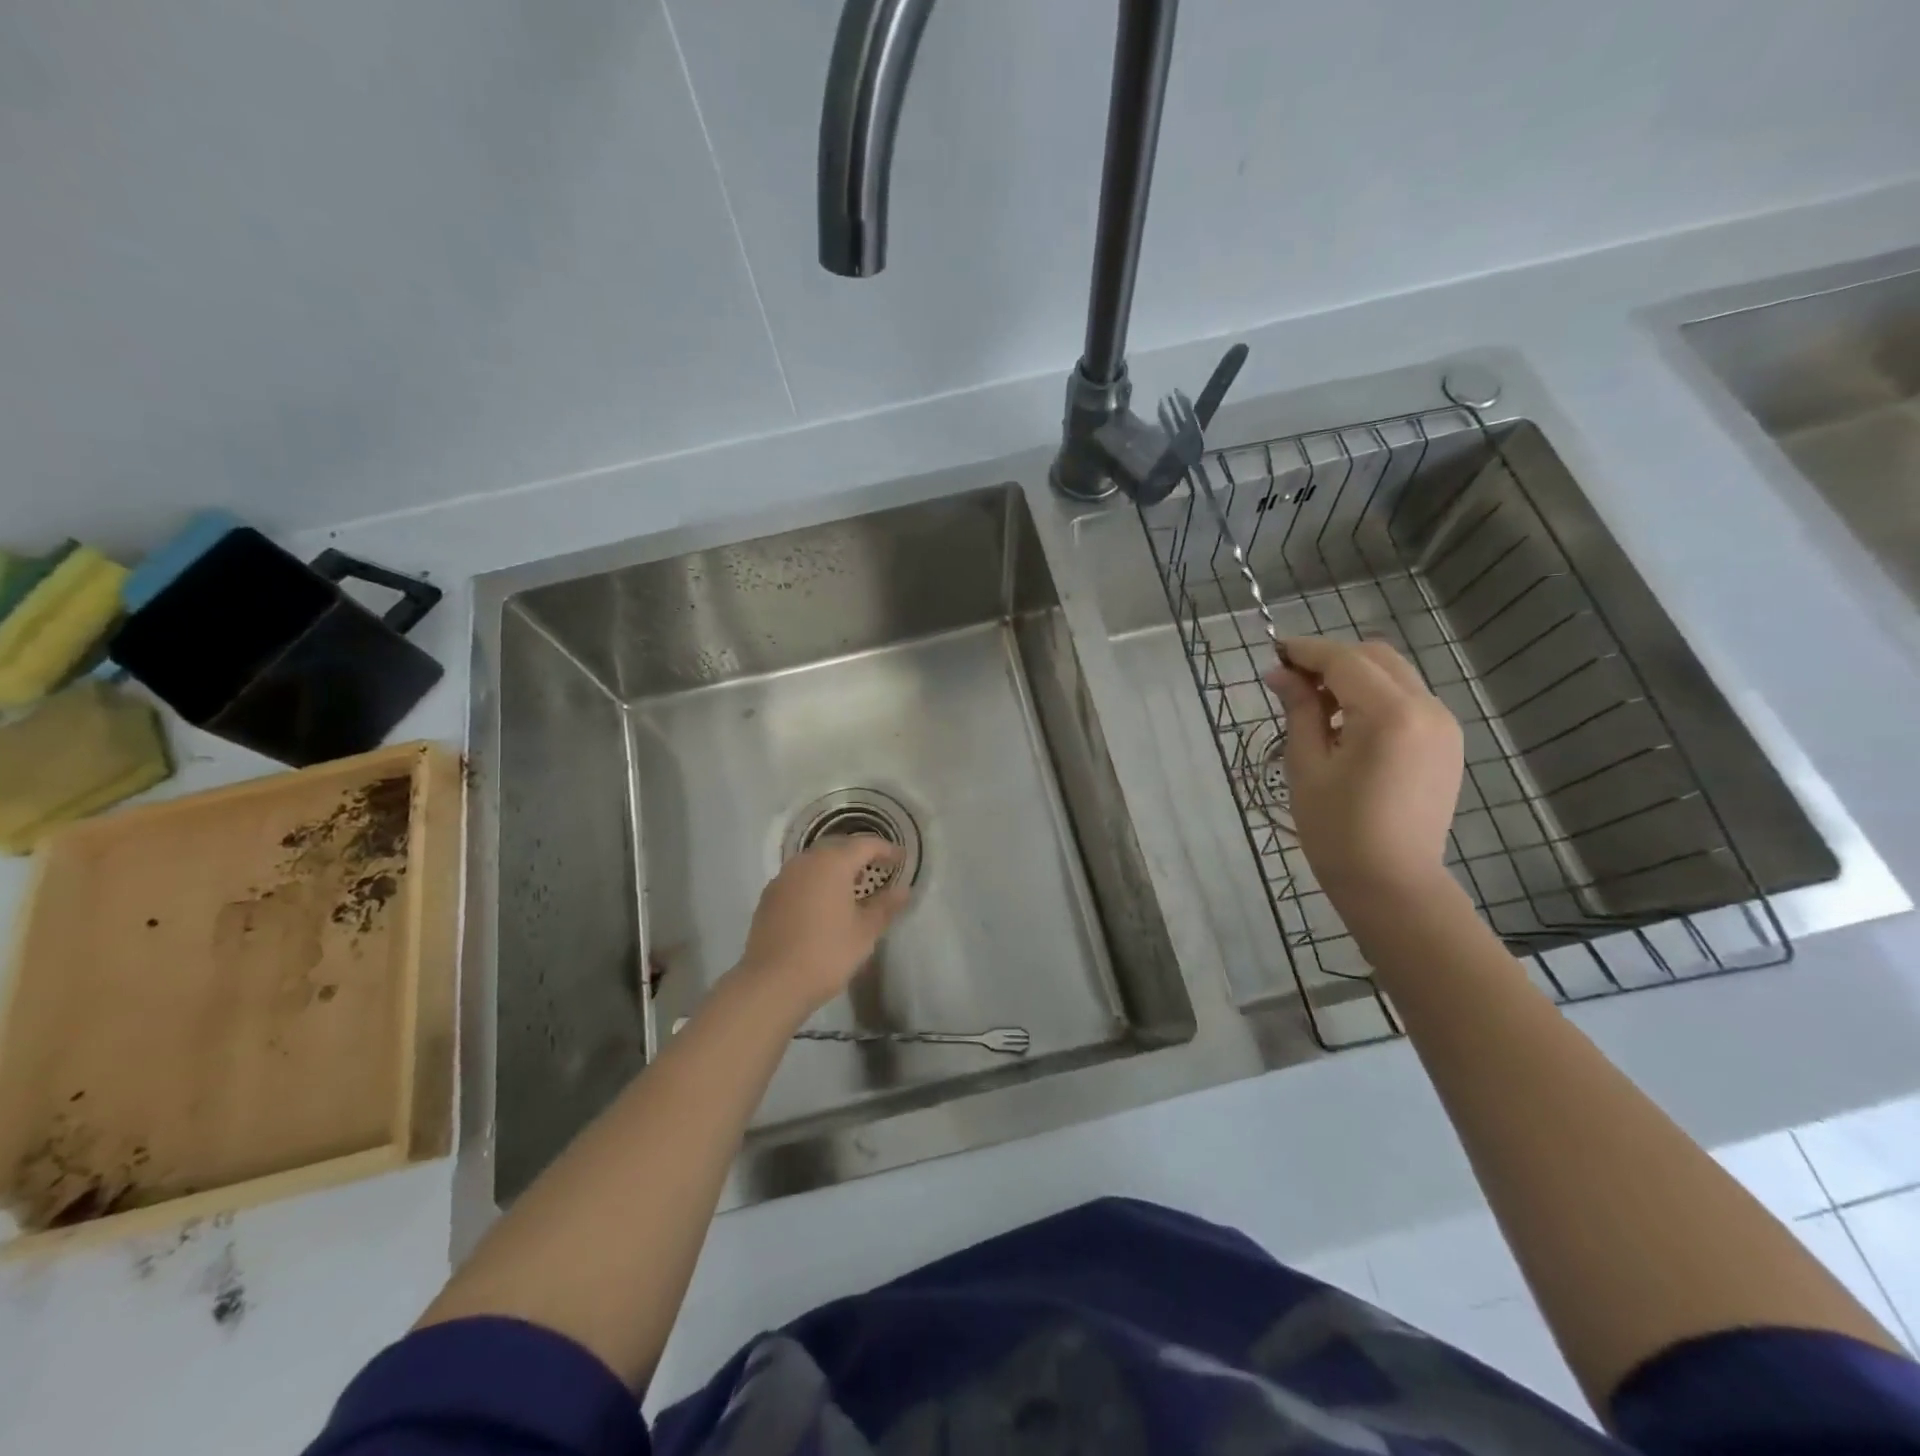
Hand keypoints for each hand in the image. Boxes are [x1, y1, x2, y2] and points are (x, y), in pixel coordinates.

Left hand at [734, 835, 910, 1018]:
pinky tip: (822, 902)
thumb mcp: (865, 932)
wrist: (772, 983)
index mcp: (832, 864)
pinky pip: (799, 878)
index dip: (886, 849)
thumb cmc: (827, 953)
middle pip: (838, 847)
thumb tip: (903, 890)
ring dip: (835, 866)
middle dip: (859, 854)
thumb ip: (885, 906)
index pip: (865, 845)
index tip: (901, 859)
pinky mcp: (769, 896)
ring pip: (815, 861)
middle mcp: (806, 862)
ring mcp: (783, 878)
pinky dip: (816, 881)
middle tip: (878, 868)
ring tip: (852, 885)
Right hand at [1264, 636, 1463, 906]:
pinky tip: (1347, 725)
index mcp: (1390, 715)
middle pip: (1375, 657)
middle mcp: (1427, 708)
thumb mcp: (1307, 766)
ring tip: (1316, 706)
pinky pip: (1408, 700)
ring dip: (1354, 676)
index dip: (1307, 651)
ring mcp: (1443, 725)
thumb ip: (1299, 710)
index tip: (1274, 651)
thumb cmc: (1337, 830)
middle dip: (1331, 659)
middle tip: (1291, 681)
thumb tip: (1280, 674)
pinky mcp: (1447, 743)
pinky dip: (1375, 697)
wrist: (1393, 883)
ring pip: (1394, 675)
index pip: (1344, 660)